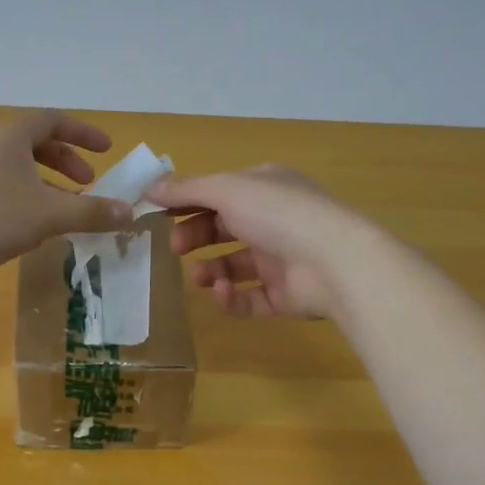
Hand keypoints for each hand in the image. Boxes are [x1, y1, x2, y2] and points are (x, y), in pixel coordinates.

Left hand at [0, 111, 135, 280]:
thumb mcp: (49, 215)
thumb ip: (92, 213)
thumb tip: (130, 213)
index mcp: (11, 137)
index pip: (53, 120)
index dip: (83, 133)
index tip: (107, 149)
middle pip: (36, 143)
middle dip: (67, 160)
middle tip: (88, 184)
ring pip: (20, 168)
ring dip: (49, 184)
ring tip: (68, 210)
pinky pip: (5, 187)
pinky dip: (29, 198)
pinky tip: (35, 226)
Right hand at [155, 165, 372, 318]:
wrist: (335, 261)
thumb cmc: (278, 213)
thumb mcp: (226, 190)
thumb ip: (186, 190)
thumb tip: (148, 187)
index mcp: (265, 187)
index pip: (218, 192)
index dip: (186, 202)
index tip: (156, 214)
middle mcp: (275, 219)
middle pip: (223, 228)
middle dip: (195, 237)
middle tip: (175, 248)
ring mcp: (283, 258)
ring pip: (235, 265)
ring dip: (212, 270)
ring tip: (199, 277)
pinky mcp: (287, 295)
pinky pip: (250, 297)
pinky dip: (232, 297)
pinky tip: (222, 292)